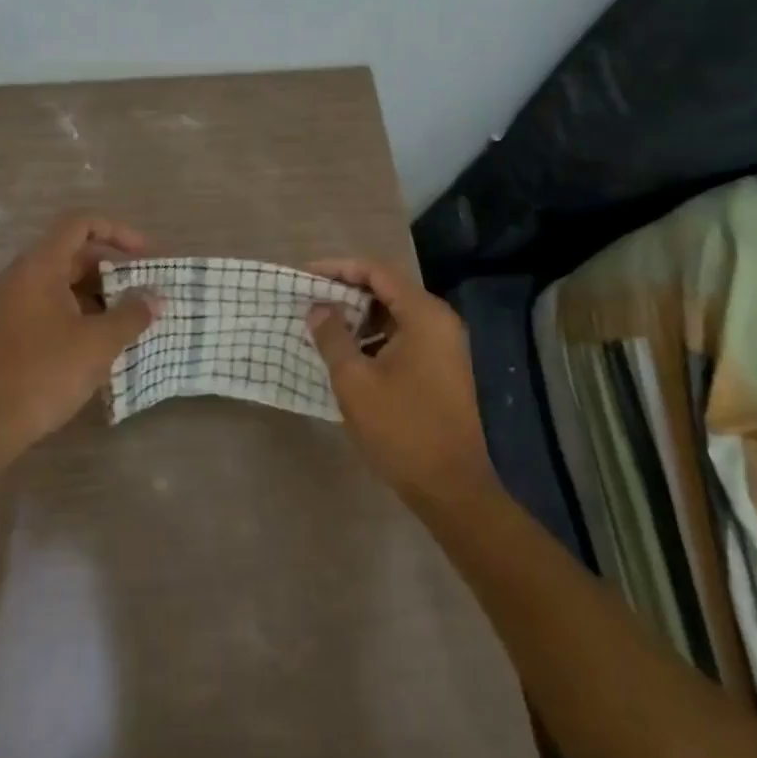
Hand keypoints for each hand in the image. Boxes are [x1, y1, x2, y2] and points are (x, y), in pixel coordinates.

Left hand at [0, 213, 160, 461]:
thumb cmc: (42, 374)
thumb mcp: (97, 343)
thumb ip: (131, 315)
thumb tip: (155, 297)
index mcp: (40, 266)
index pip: (80, 224)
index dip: (117, 231)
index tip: (146, 256)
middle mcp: (22, 277)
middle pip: (73, 254)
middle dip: (113, 269)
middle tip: (144, 291)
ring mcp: (12, 306)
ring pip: (63, 284)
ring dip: (99, 296)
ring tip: (130, 320)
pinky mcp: (10, 333)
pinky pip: (52, 308)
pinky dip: (80, 315)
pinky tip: (101, 344)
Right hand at [306, 258, 497, 509]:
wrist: (451, 489)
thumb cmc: (401, 429)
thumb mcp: (355, 381)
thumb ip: (332, 336)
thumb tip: (319, 307)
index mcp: (424, 315)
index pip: (376, 272)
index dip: (338, 268)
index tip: (305, 276)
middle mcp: (439, 321)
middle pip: (387, 289)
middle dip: (347, 291)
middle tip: (310, 299)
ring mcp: (444, 345)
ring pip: (395, 314)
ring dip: (359, 316)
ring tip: (322, 325)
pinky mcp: (442, 368)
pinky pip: (404, 336)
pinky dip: (375, 337)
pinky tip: (348, 354)